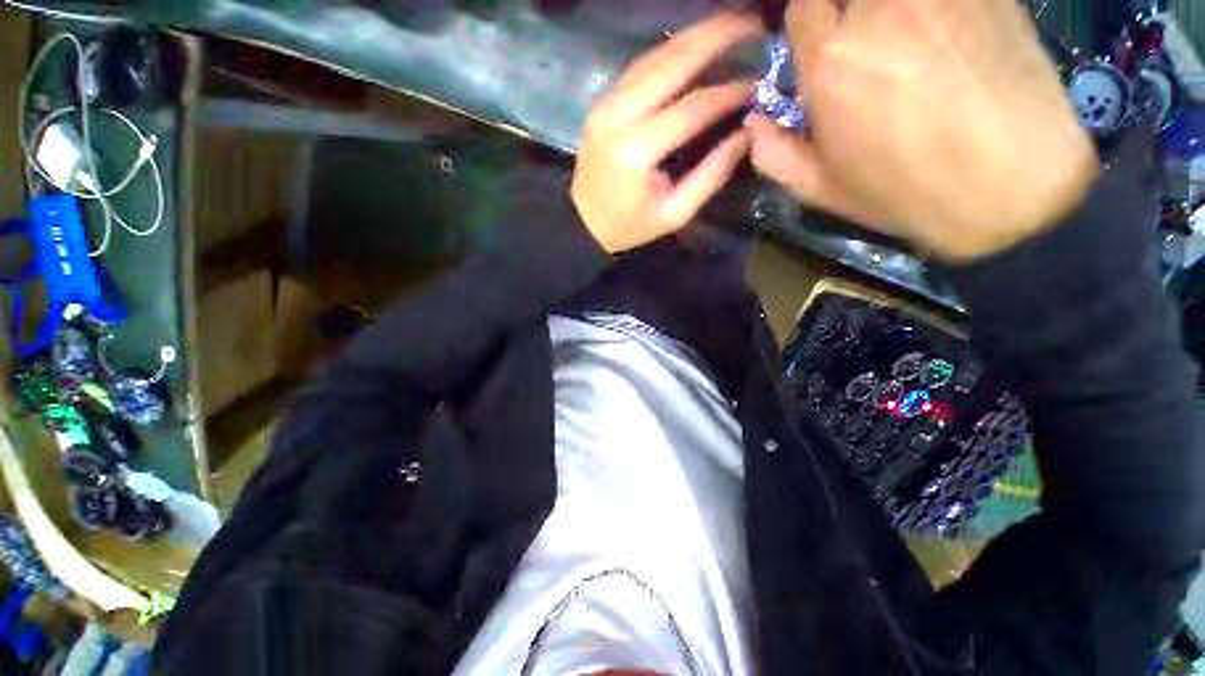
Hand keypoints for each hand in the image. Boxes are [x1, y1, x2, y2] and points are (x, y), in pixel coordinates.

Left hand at [572, 12, 762, 253]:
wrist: (583, 222)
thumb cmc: (629, 226)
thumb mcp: (674, 213)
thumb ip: (711, 175)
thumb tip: (747, 134)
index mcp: (636, 151)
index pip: (691, 108)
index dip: (728, 93)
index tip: (756, 87)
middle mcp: (618, 116)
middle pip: (672, 62)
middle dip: (716, 36)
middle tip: (753, 24)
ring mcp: (606, 104)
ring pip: (655, 55)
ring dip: (695, 36)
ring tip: (731, 26)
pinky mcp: (602, 102)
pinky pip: (641, 66)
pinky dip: (671, 51)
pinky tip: (695, 46)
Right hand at [747, 0, 1098, 261]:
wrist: (1010, 188)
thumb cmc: (904, 192)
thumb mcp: (821, 188)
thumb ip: (775, 155)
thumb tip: (753, 125)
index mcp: (831, 63)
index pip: (801, 6)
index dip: (810, 24)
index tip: (822, 44)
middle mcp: (879, 11)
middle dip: (845, 12)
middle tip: (863, 38)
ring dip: (890, 11)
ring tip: (903, 36)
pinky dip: (934, 8)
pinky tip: (940, 35)